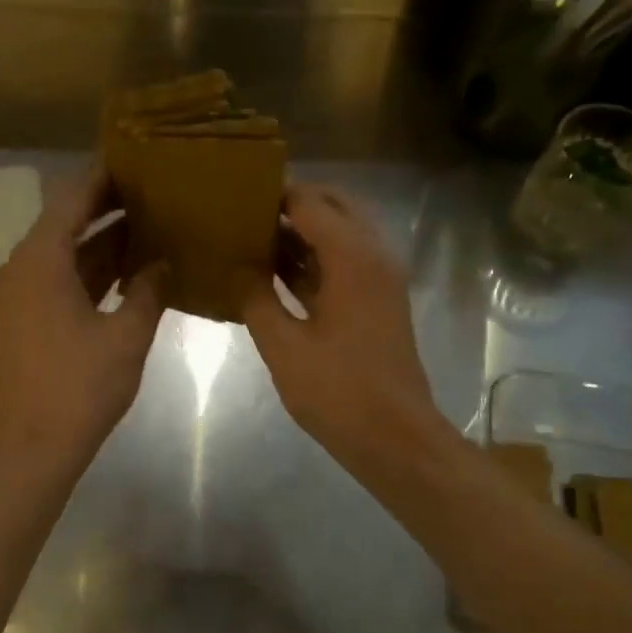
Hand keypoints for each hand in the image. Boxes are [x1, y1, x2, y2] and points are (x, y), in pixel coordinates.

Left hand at [0, 168, 165, 469]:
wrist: (34, 445)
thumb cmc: (80, 387)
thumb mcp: (126, 335)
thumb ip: (147, 291)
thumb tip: (163, 262)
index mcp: (41, 260)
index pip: (72, 198)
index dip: (103, 176)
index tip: (136, 157)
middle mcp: (25, 267)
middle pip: (67, 220)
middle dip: (109, 204)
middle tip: (154, 188)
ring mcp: (24, 294)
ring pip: (68, 251)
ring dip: (104, 238)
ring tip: (152, 220)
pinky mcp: (30, 317)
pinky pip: (64, 277)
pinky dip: (94, 269)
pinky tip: (132, 267)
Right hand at [242, 185, 445, 469]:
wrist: (395, 437)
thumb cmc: (338, 391)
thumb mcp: (284, 347)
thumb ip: (255, 299)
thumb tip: (235, 267)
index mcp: (353, 258)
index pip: (310, 203)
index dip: (274, 195)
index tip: (235, 194)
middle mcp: (374, 256)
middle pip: (333, 207)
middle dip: (292, 204)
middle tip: (246, 212)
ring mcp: (380, 279)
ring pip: (341, 234)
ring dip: (303, 231)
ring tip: (253, 236)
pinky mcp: (378, 301)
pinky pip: (345, 262)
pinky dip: (314, 258)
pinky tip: (275, 273)